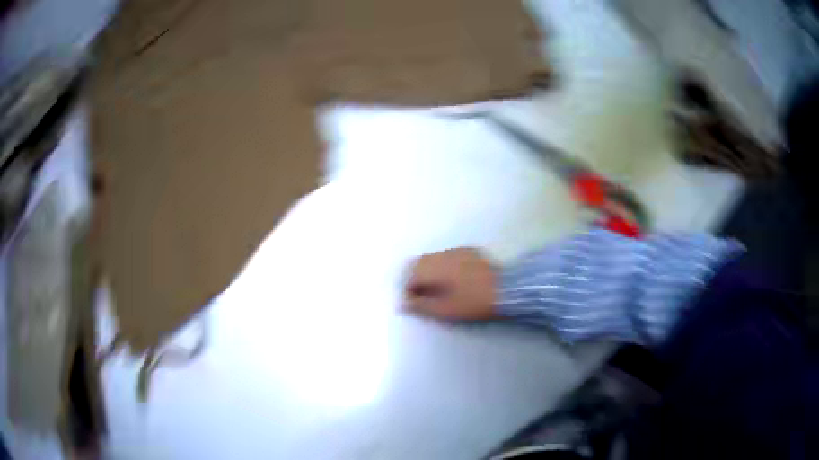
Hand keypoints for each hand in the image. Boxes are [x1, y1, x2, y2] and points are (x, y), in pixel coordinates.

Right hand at [404, 248, 497, 320]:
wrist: (509, 289)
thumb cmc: (473, 303)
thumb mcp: (445, 310)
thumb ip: (420, 307)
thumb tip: (402, 304)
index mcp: (434, 266)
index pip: (409, 275)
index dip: (407, 291)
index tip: (413, 305)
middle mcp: (442, 254)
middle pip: (419, 264)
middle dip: (416, 280)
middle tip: (423, 298)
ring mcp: (457, 250)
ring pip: (433, 259)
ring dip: (429, 273)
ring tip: (438, 291)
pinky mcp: (470, 251)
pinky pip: (448, 257)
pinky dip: (443, 268)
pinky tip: (453, 281)